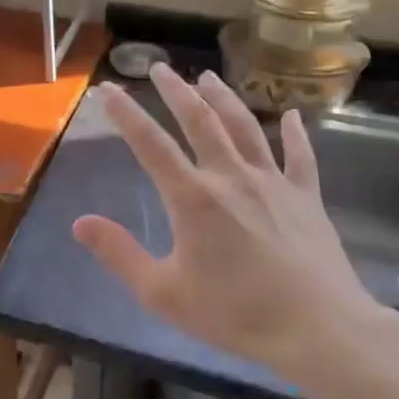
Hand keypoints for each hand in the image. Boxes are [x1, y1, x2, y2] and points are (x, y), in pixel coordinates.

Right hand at [72, 64, 398, 398]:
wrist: (318, 330)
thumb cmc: (235, 314)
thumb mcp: (164, 293)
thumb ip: (120, 254)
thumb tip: (80, 222)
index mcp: (192, 198)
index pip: (150, 144)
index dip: (125, 114)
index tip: (107, 88)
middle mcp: (231, 177)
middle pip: (199, 121)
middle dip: (175, 92)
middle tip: (160, 68)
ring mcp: (272, 183)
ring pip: (245, 128)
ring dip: (224, 99)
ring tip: (208, 78)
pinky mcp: (306, 198)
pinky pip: (300, 157)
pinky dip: (296, 133)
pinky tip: (294, 115)